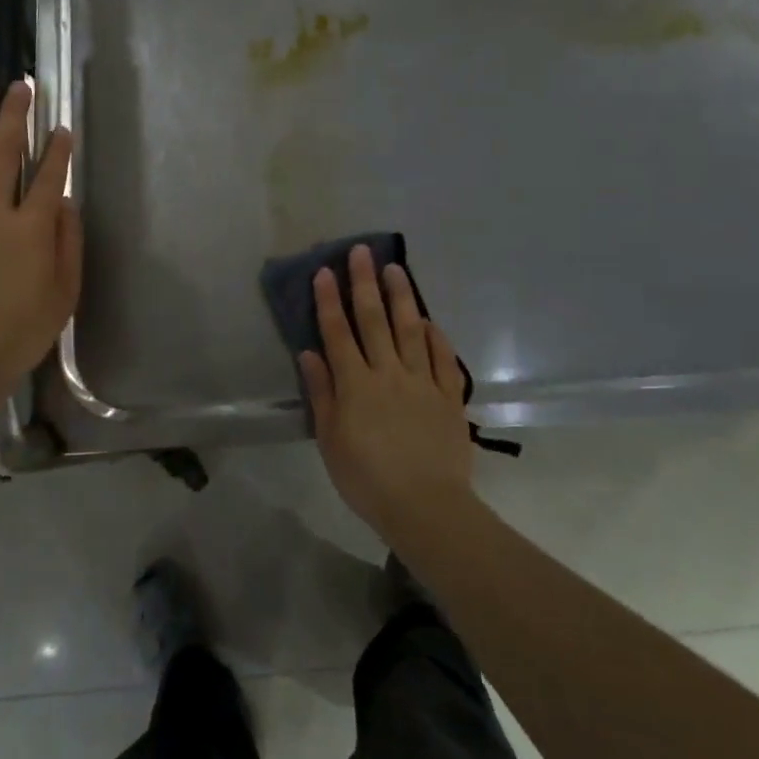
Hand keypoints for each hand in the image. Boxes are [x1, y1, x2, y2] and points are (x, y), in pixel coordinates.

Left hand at [0, 81, 81, 399]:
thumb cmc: (14, 335)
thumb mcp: (62, 297)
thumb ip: (68, 245)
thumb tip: (65, 204)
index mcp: (31, 230)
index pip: (48, 177)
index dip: (57, 150)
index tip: (61, 126)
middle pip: (2, 152)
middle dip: (13, 115)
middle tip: (19, 85)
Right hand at [300, 245, 475, 545]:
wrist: (425, 507)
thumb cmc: (366, 478)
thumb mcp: (330, 440)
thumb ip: (322, 393)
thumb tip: (310, 352)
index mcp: (355, 384)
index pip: (338, 332)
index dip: (329, 300)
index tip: (324, 271)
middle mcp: (388, 373)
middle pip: (374, 320)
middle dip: (364, 283)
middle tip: (361, 252)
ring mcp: (421, 382)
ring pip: (410, 330)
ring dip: (401, 297)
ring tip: (395, 269)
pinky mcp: (449, 397)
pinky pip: (443, 360)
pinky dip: (437, 337)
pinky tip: (430, 320)